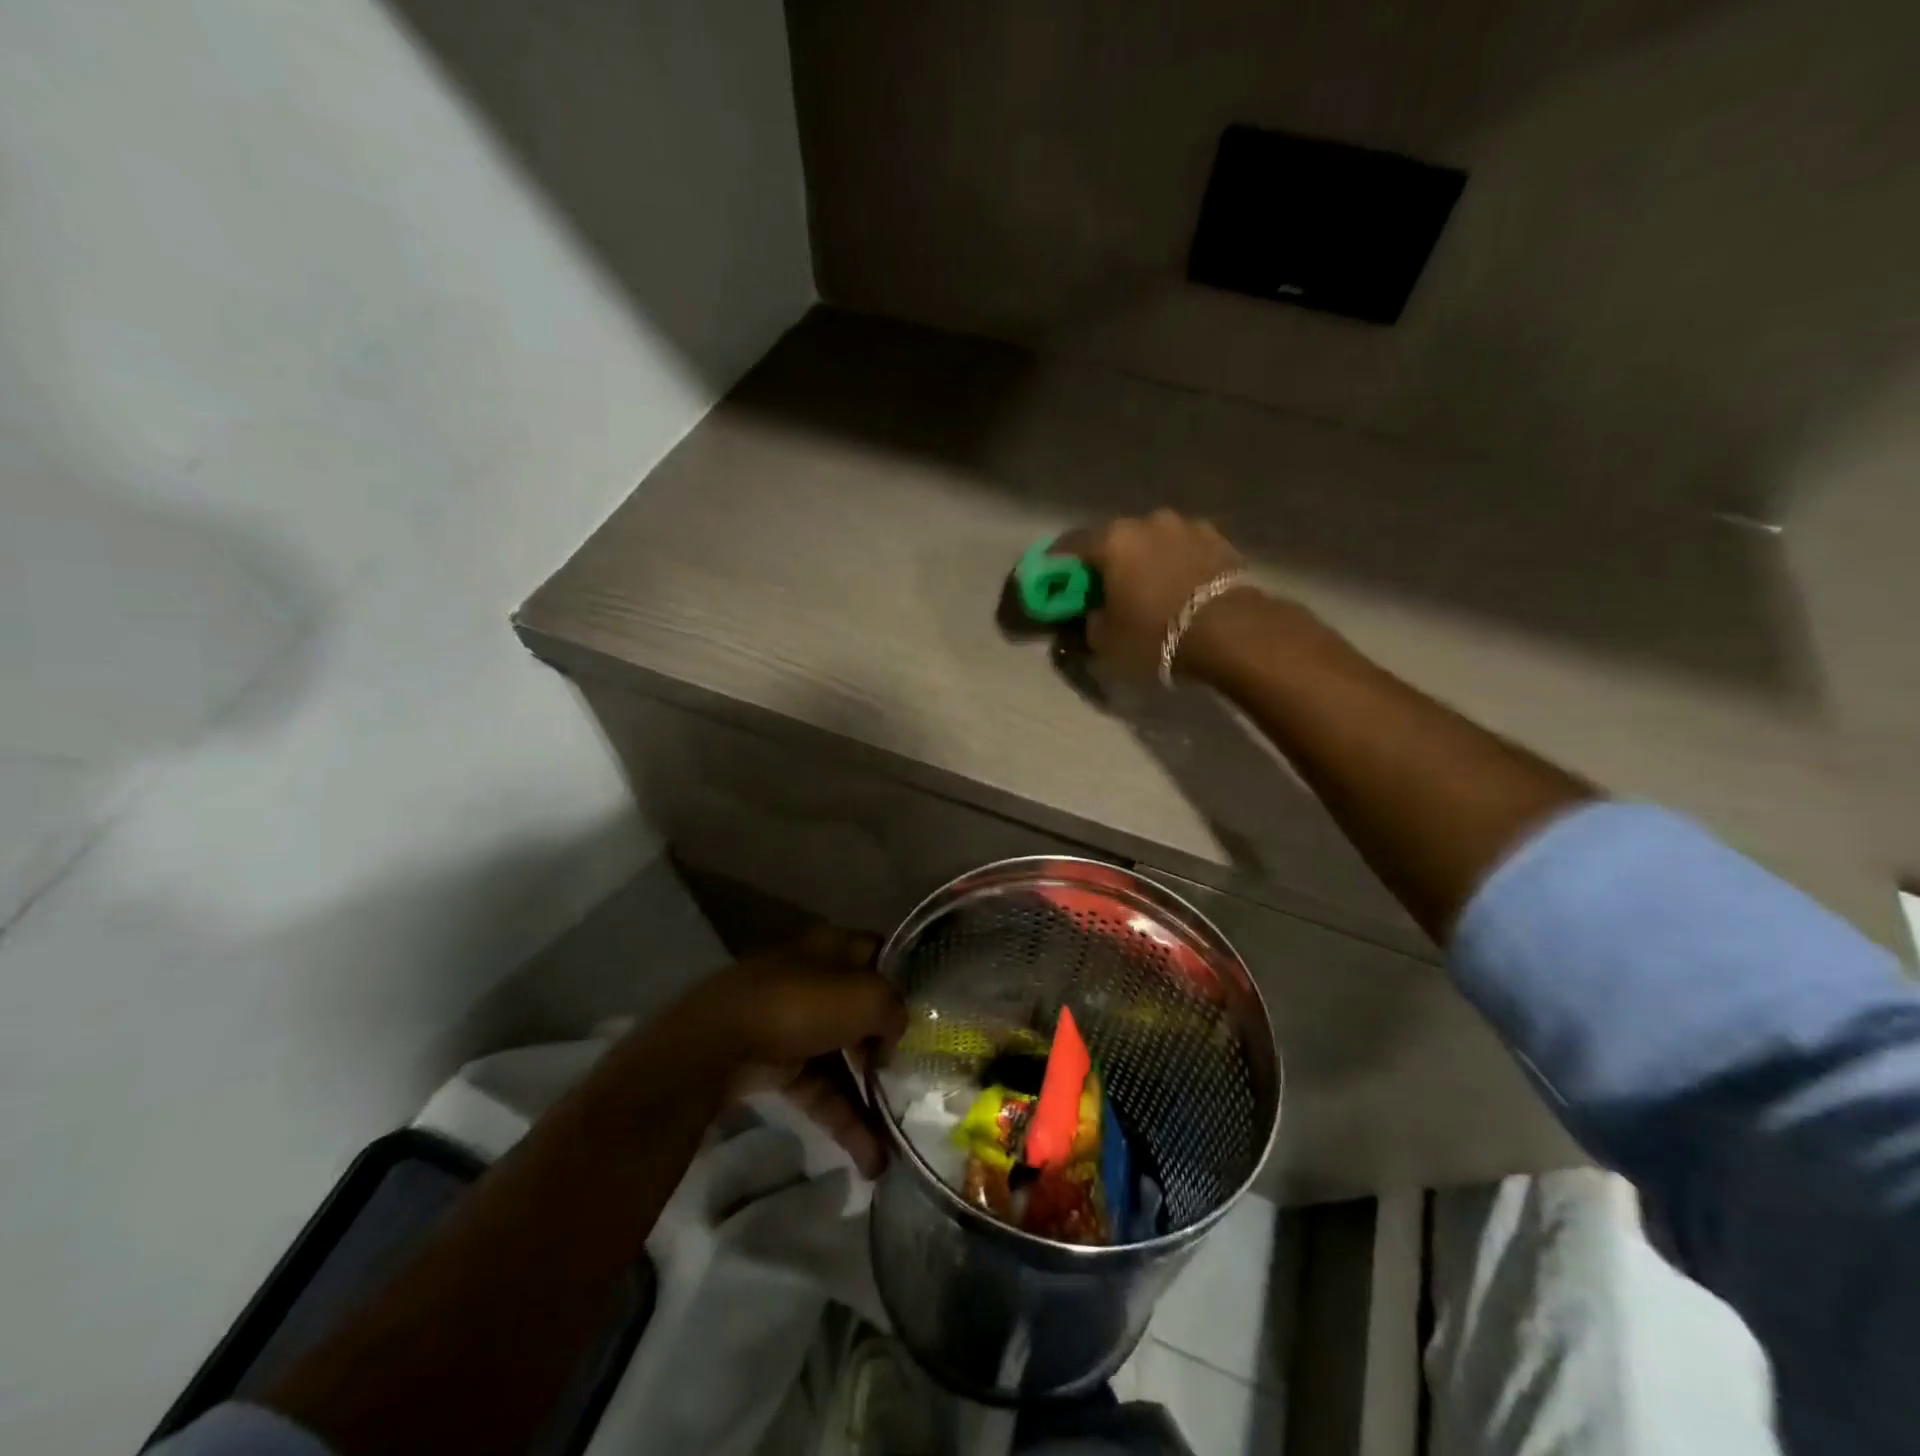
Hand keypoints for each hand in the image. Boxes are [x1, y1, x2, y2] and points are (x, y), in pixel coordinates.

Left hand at [658, 925, 906, 1174]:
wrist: (716, 1047)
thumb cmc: (798, 1006)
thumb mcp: (864, 997)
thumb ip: (894, 1009)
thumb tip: (895, 1030)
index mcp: (832, 947)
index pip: (878, 955)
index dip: (905, 978)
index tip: (931, 1010)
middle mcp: (814, 979)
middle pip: (863, 1010)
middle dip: (890, 1045)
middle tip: (916, 1076)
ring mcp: (793, 1023)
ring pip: (842, 1057)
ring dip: (869, 1097)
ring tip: (896, 1142)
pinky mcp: (776, 1064)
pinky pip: (820, 1090)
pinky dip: (843, 1120)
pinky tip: (870, 1159)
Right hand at [1070, 510, 1254, 680]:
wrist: (1231, 631)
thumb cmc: (1156, 635)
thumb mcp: (1107, 641)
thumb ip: (1091, 621)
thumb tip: (1094, 613)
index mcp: (1112, 541)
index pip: (1070, 546)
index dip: (1058, 564)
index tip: (1053, 579)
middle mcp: (1147, 522)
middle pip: (1116, 540)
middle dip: (1107, 561)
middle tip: (1105, 587)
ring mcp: (1186, 526)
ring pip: (1153, 541)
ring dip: (1146, 560)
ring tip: (1148, 587)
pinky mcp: (1219, 539)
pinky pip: (1184, 550)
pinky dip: (1175, 564)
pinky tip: (1178, 586)